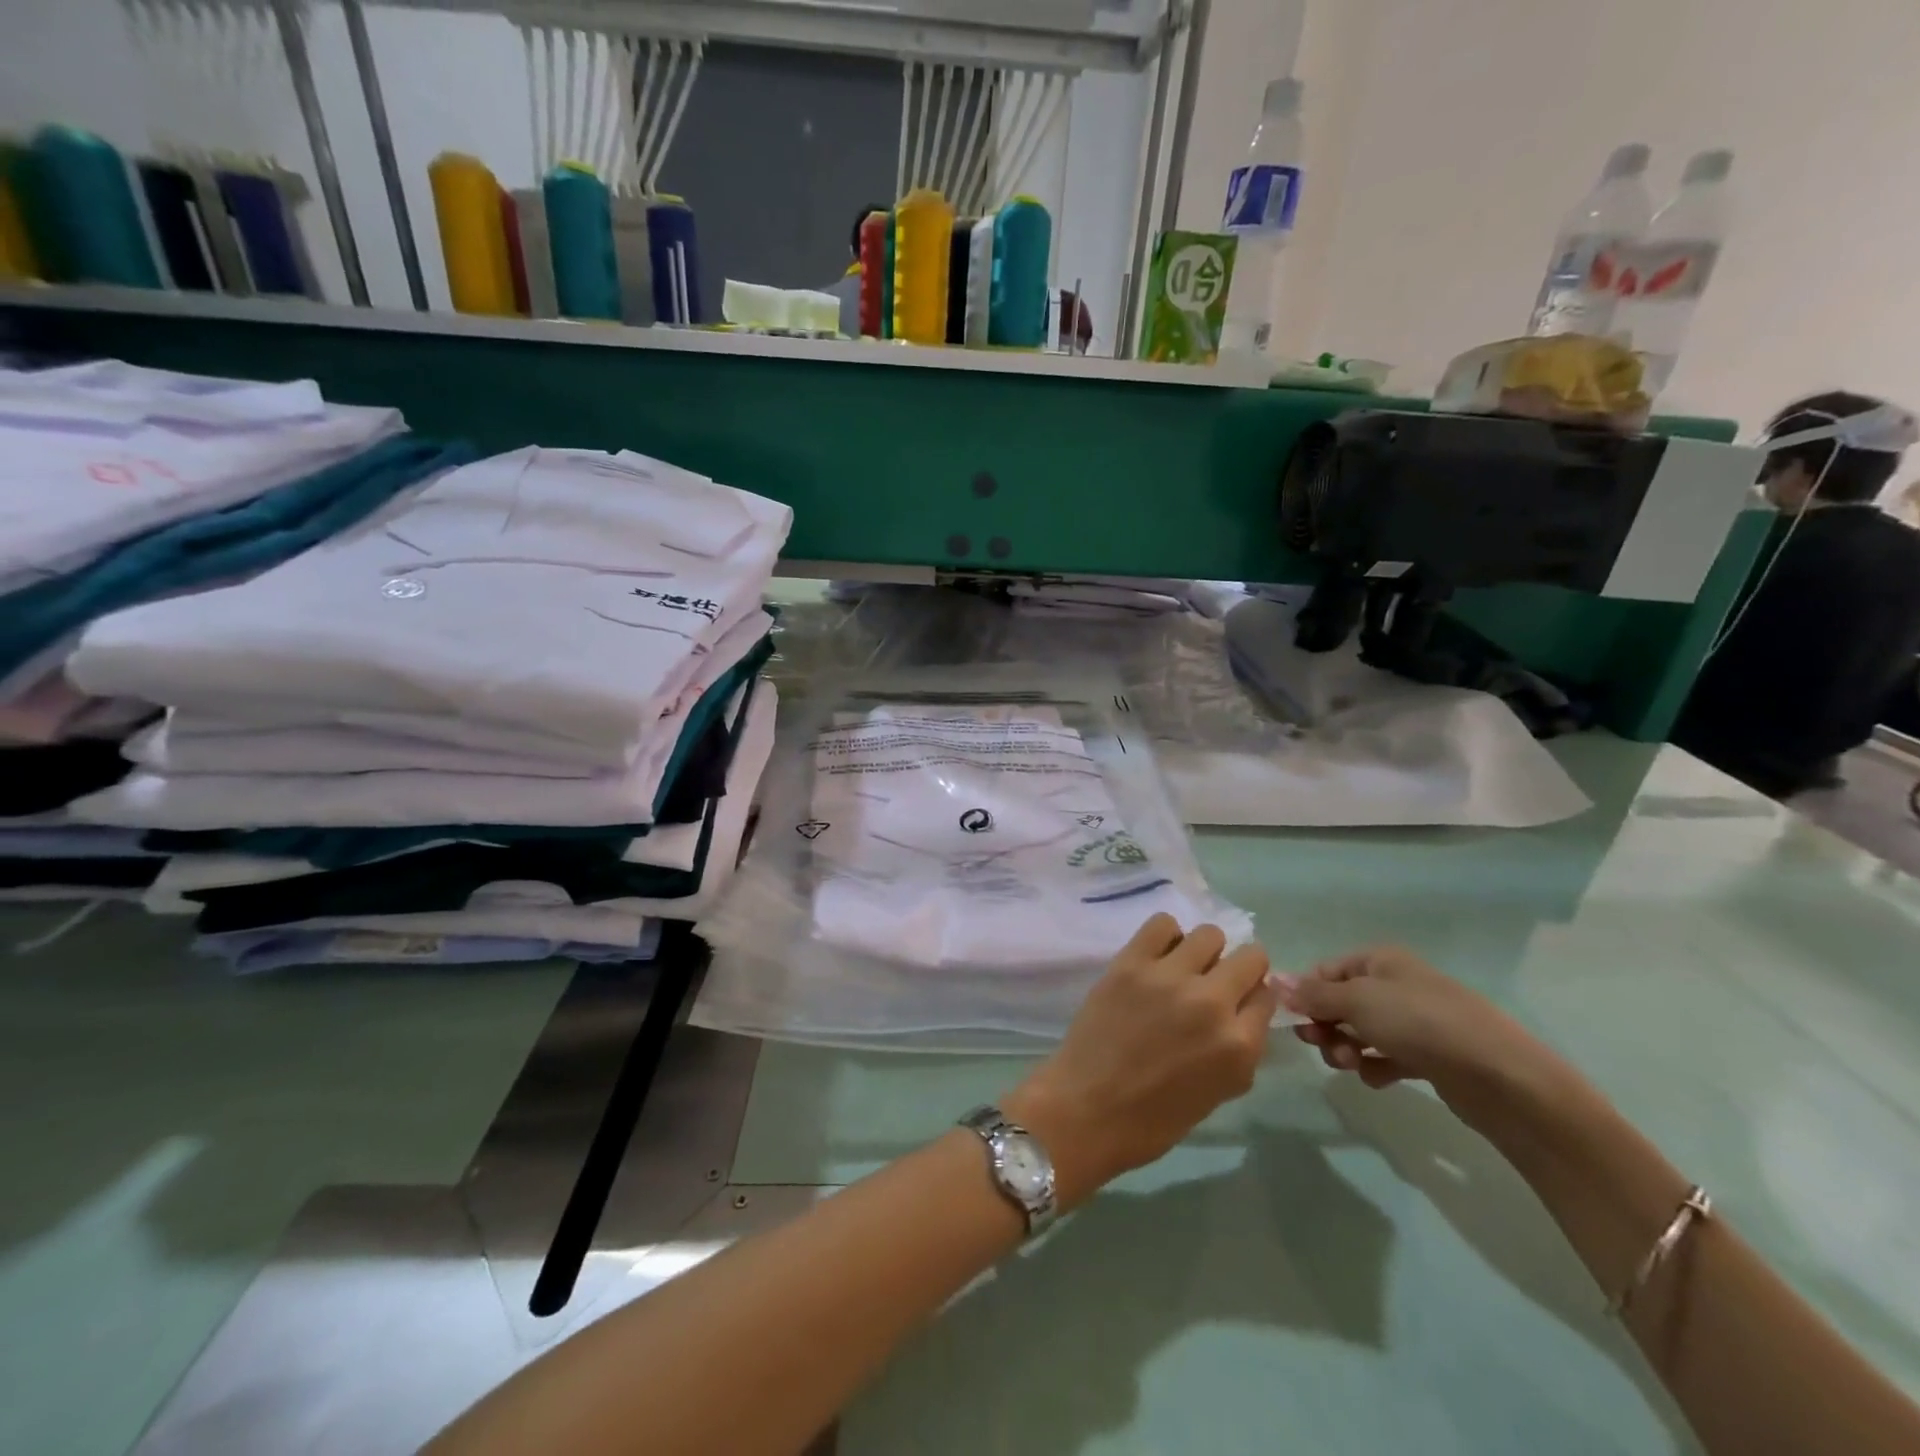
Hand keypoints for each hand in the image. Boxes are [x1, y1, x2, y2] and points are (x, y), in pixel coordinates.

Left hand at [1001, 914, 1279, 1208]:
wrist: (1086, 1109)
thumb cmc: (1153, 1118)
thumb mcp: (1218, 1092)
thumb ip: (1239, 1048)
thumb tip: (1243, 1011)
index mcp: (1239, 1046)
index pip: (1267, 996)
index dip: (1252, 998)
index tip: (1237, 1002)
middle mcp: (1212, 1003)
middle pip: (1251, 957)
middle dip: (1240, 969)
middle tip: (1215, 981)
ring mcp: (1170, 978)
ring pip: (1209, 934)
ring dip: (1203, 951)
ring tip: (1183, 968)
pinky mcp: (1131, 962)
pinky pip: (1163, 923)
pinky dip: (1166, 936)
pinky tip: (1157, 957)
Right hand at [1278, 946, 1577, 1136]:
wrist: (1499, 1076)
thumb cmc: (1420, 1023)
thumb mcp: (1357, 1001)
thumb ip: (1313, 994)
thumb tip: (1275, 980)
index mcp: (1380, 961)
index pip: (1326, 971)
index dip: (1306, 993)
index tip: (1294, 1020)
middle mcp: (1396, 985)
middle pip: (1341, 1002)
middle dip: (1325, 1024)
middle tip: (1320, 1045)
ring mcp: (1415, 1021)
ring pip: (1361, 1032)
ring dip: (1346, 1048)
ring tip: (1351, 1065)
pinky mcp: (1430, 1056)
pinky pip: (1387, 1056)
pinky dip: (1376, 1067)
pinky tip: (1378, 1078)